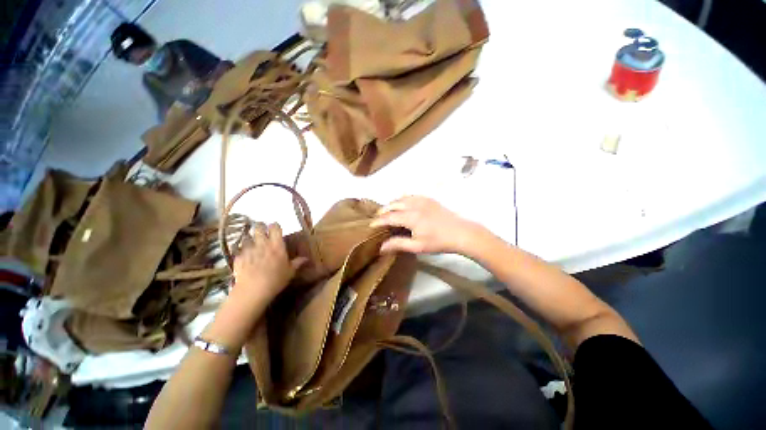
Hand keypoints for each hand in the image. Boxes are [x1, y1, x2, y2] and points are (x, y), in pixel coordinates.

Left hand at [232, 222, 305, 303]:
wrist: (253, 290)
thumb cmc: (276, 279)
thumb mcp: (290, 272)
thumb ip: (297, 263)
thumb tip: (306, 258)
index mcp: (277, 245)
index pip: (275, 227)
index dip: (274, 226)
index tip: (275, 229)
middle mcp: (262, 243)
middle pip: (258, 227)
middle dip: (260, 227)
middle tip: (262, 232)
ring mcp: (248, 249)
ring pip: (247, 237)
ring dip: (250, 239)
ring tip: (252, 244)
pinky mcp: (238, 257)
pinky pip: (239, 249)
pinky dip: (241, 251)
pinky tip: (244, 257)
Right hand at [370, 196, 484, 254]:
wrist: (461, 232)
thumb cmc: (439, 241)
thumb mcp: (417, 246)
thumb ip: (398, 244)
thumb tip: (381, 247)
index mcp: (410, 217)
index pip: (389, 217)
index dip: (378, 221)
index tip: (370, 225)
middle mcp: (414, 204)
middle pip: (393, 204)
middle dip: (383, 210)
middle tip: (378, 218)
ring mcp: (422, 200)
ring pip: (402, 198)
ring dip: (392, 203)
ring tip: (388, 211)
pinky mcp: (429, 199)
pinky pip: (411, 196)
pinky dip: (403, 199)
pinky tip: (404, 204)